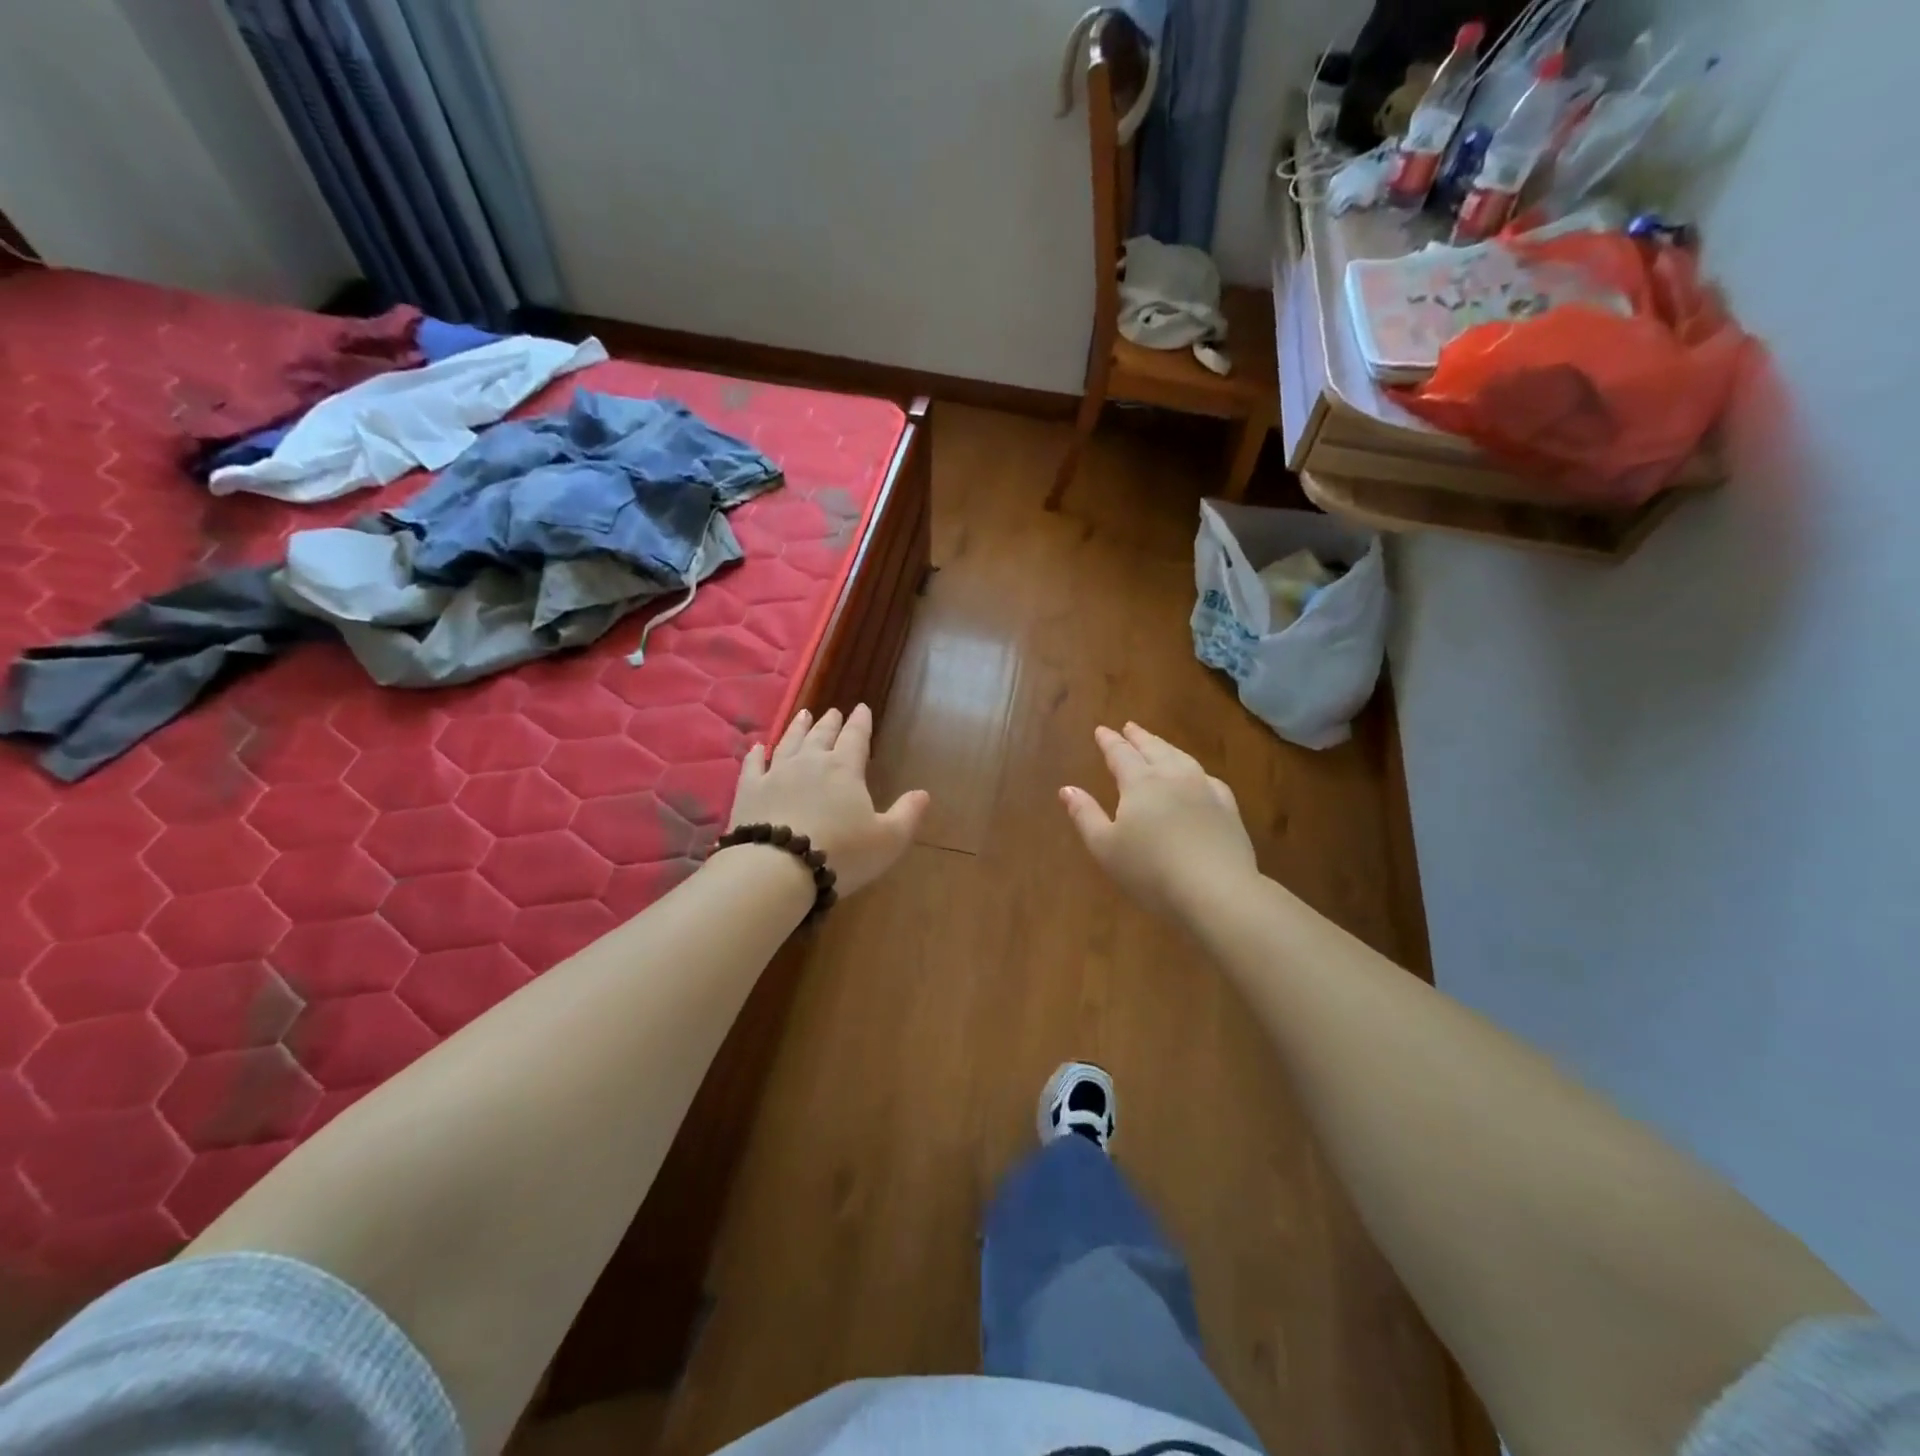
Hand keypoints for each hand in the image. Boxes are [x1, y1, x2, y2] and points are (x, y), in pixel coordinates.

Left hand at [729, 704, 928, 896]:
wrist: (777, 869)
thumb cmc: (841, 853)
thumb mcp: (888, 839)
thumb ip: (907, 814)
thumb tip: (923, 793)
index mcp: (845, 769)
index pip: (856, 737)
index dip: (861, 722)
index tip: (862, 708)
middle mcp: (810, 762)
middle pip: (821, 735)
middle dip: (830, 723)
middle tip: (833, 712)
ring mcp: (776, 774)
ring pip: (789, 742)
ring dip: (797, 728)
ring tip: (803, 715)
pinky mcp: (749, 791)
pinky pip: (753, 766)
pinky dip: (756, 754)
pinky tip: (757, 748)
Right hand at [1060, 722, 1258, 919]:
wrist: (1216, 891)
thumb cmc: (1150, 871)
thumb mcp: (1105, 847)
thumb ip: (1085, 815)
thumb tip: (1067, 789)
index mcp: (1140, 783)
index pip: (1120, 754)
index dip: (1109, 741)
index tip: (1101, 730)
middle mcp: (1173, 777)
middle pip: (1153, 749)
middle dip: (1138, 737)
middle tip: (1130, 726)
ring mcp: (1205, 790)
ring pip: (1182, 758)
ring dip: (1166, 747)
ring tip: (1158, 744)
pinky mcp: (1228, 809)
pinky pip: (1209, 779)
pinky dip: (1196, 771)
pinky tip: (1198, 777)